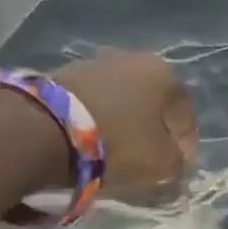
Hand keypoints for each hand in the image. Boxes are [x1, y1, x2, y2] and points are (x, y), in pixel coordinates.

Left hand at [52, 50, 198, 203]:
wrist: (41, 128)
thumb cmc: (117, 141)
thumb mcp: (161, 162)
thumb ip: (177, 163)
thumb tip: (175, 163)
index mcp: (164, 74)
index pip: (185, 114)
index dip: (186, 145)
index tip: (178, 169)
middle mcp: (133, 59)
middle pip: (152, 104)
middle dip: (153, 132)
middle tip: (150, 160)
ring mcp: (94, 63)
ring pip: (121, 102)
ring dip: (123, 125)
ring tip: (116, 155)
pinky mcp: (61, 75)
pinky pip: (91, 104)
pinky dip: (96, 122)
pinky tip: (91, 144)